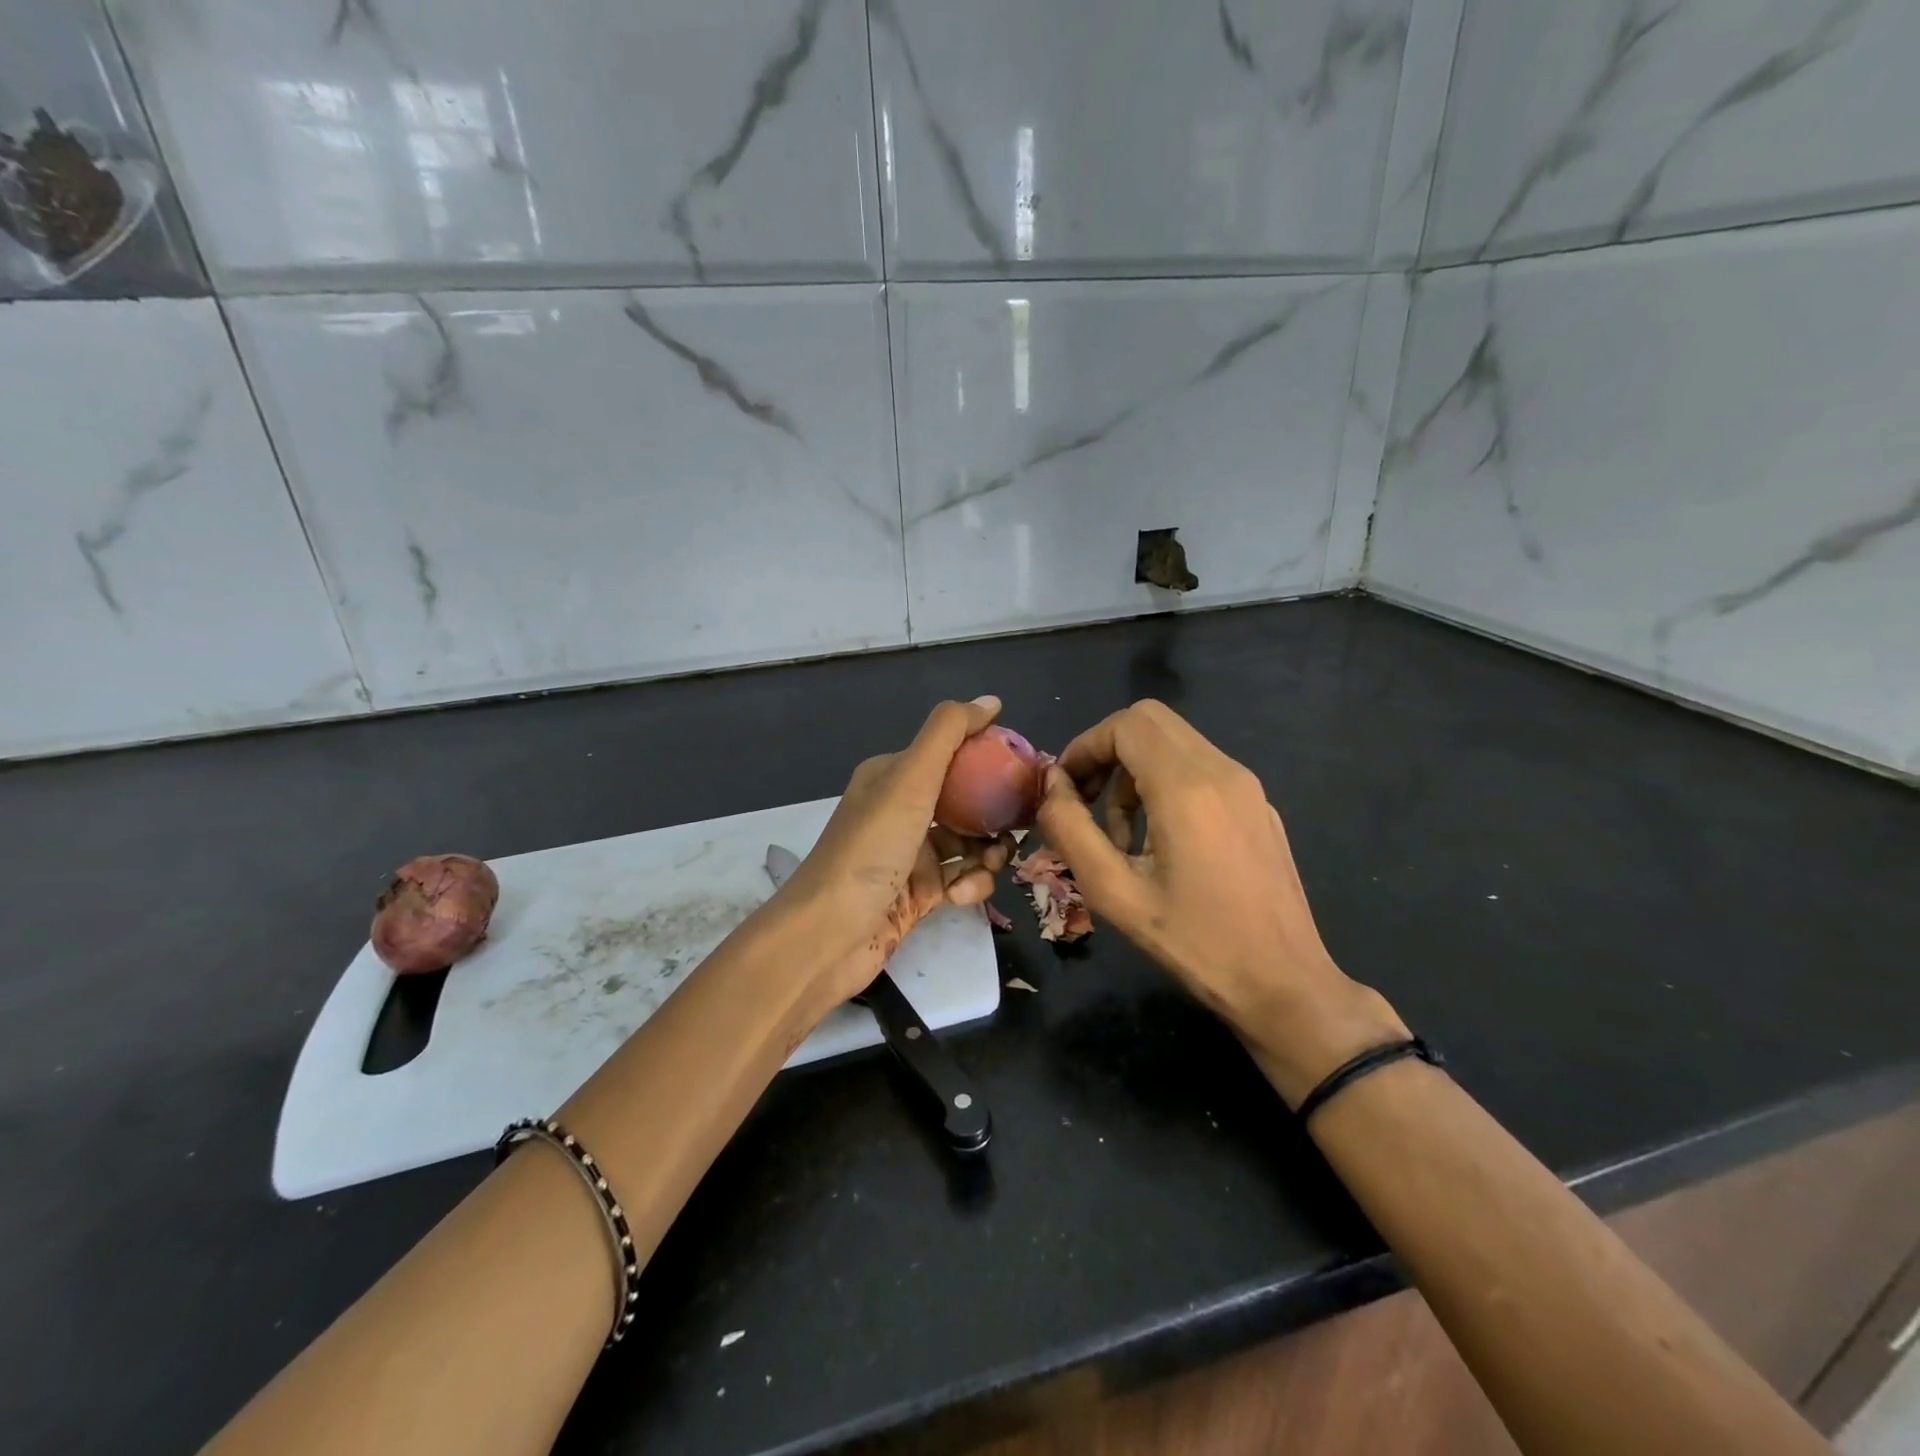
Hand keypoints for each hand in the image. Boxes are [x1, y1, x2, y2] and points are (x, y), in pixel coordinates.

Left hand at [772, 697, 1014, 1009]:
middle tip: (1022, 825)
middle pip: (966, 801)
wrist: (828, 933)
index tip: (1027, 774)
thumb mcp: (910, 778)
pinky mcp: (918, 894)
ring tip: (992, 864)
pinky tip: (959, 896)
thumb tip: (991, 701)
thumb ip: (949, 734)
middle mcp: (901, 810)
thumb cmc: (871, 848)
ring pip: (969, 844)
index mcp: (893, 775)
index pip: (953, 754)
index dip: (990, 760)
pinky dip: (968, 885)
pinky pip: (960, 879)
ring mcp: (910, 854)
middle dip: (996, 813)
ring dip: (988, 853)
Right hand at [1035, 699, 1405, 1104]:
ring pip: (1175, 743)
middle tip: (1086, 803)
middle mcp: (1222, 771)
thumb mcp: (1114, 892)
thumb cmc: (1195, 943)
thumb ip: (1070, 829)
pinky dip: (1166, 785)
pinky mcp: (1259, 806)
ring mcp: (1247, 787)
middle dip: (1107, 752)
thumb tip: (1051, 784)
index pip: (1125, 724)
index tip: (1064, 789)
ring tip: (1122, 838)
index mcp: (1187, 787)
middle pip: (1151, 721)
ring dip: (1135, 773)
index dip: (1085, 746)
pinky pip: (1201, 770)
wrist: (1285, 984)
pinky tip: (1162, 845)